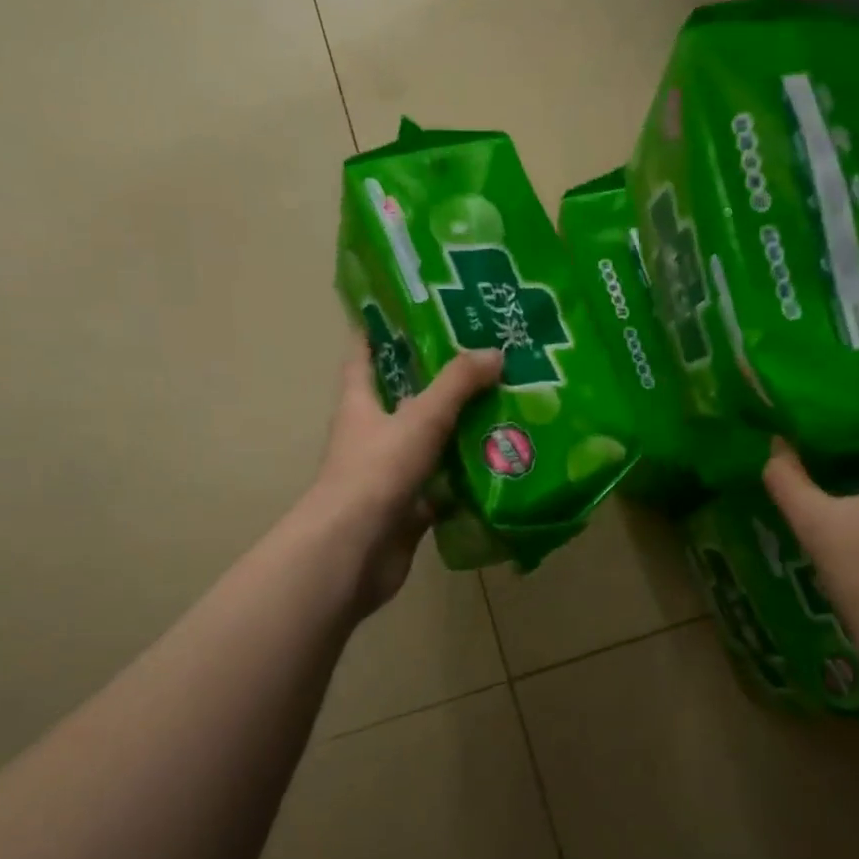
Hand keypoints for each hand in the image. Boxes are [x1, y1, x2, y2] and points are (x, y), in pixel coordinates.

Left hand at [305, 340, 503, 616]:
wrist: (355, 550)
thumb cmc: (377, 472)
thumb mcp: (421, 419)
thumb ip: (457, 385)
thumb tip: (494, 352)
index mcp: (360, 404)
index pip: (363, 355)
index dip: (379, 330)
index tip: (408, 308)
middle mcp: (372, 435)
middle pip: (404, 399)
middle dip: (437, 380)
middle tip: (481, 358)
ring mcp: (389, 473)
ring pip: (428, 443)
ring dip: (458, 430)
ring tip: (503, 406)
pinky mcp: (408, 507)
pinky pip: (442, 486)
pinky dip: (466, 479)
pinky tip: (500, 465)